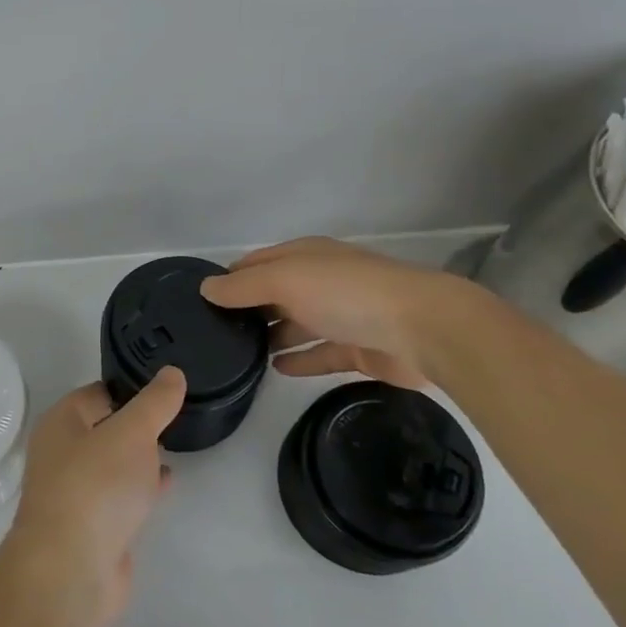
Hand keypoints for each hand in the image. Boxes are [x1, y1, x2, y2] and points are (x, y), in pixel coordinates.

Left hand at [2, 370, 183, 626]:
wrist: (71, 571)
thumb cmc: (96, 487)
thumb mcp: (132, 433)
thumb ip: (155, 403)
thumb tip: (172, 373)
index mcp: (61, 423)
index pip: (98, 392)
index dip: (130, 388)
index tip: (166, 388)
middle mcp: (62, 453)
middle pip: (104, 427)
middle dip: (136, 423)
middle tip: (174, 416)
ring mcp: (75, 492)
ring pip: (112, 463)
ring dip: (138, 456)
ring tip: (175, 444)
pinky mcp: (91, 526)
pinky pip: (119, 495)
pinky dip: (140, 486)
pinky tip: (165, 483)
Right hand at [199, 237, 457, 387]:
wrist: (424, 329)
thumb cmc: (347, 294)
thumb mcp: (285, 281)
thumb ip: (243, 286)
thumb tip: (206, 288)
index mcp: (306, 257)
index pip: (257, 262)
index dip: (230, 277)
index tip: (201, 299)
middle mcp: (321, 281)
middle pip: (276, 293)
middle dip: (248, 308)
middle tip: (214, 332)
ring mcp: (341, 315)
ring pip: (297, 324)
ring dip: (271, 335)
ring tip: (239, 355)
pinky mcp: (358, 348)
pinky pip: (319, 354)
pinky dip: (299, 360)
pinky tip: (276, 369)